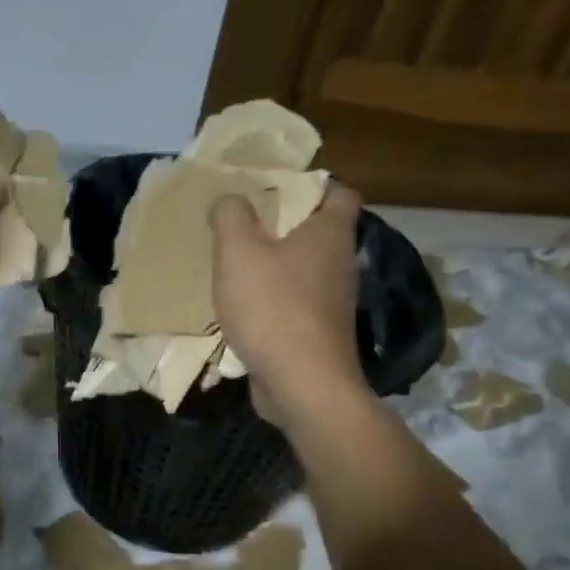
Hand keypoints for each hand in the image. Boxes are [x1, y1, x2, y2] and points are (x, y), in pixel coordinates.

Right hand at [210, 181, 367, 425]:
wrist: (302, 385)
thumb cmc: (273, 307)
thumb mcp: (238, 251)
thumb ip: (231, 216)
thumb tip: (229, 199)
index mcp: (329, 235)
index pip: (340, 194)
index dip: (314, 185)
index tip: (277, 188)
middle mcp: (339, 265)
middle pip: (318, 233)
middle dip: (284, 225)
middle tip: (244, 223)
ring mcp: (331, 303)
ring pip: (304, 271)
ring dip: (274, 266)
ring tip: (235, 264)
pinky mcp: (317, 334)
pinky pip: (294, 305)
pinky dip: (272, 301)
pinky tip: (241, 307)